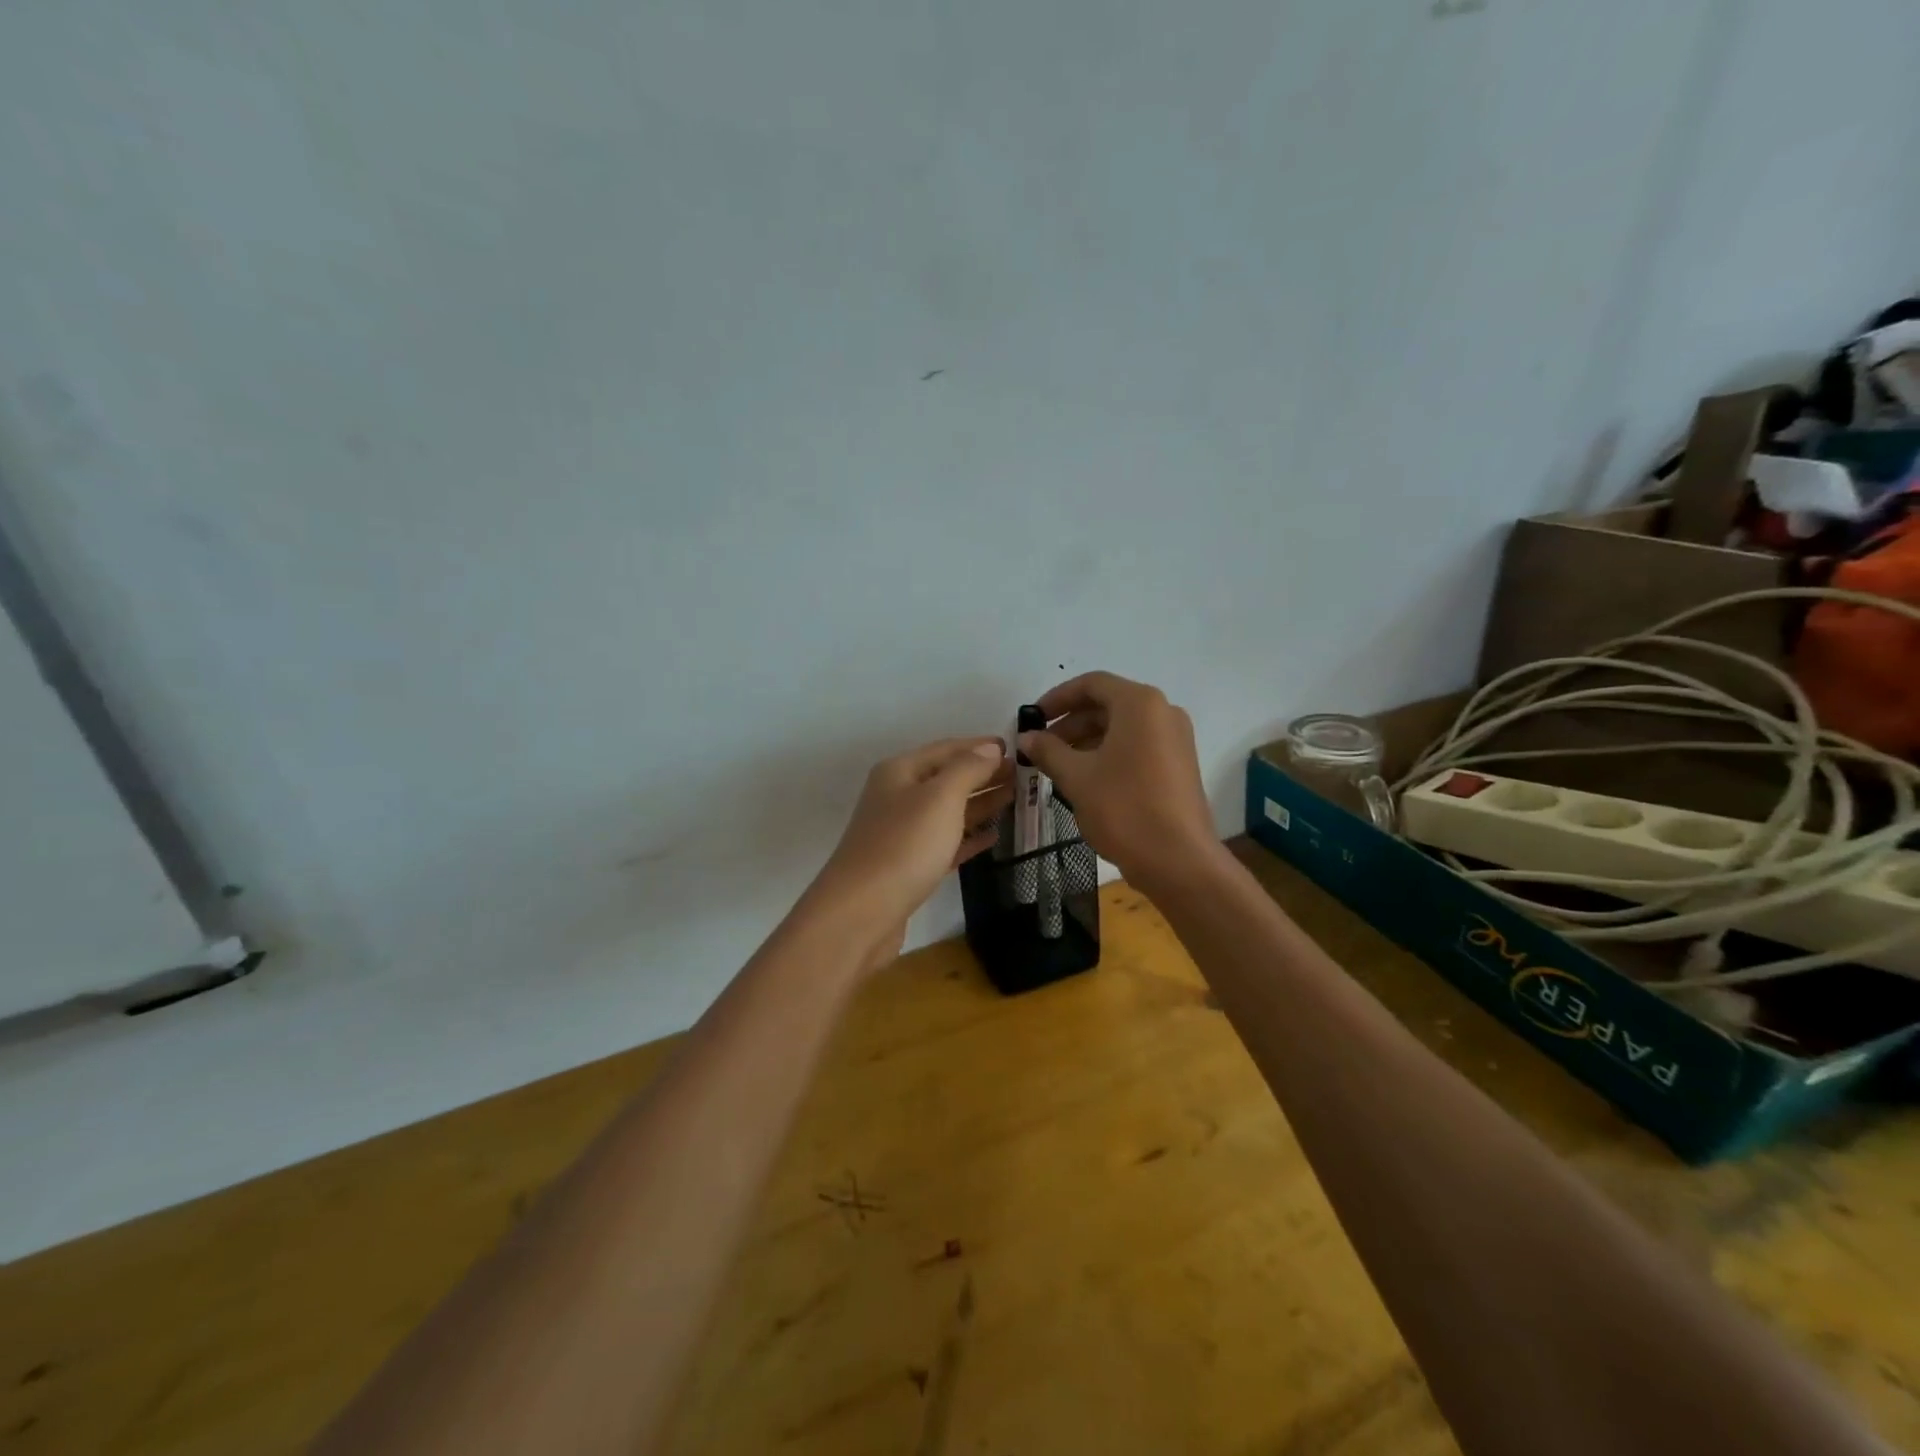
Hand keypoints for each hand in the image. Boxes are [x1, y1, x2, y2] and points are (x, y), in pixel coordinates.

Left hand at [804, 737, 1011, 972]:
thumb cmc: (904, 845)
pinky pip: (945, 843)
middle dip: (983, 774)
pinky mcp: (909, 867)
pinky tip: (993, 836)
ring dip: (980, 804)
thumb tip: (989, 748)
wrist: (861, 912)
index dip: (979, 746)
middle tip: (1022, 776)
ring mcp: (902, 833)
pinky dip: (969, 837)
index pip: (946, 748)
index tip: (1014, 749)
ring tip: (1015, 799)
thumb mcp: (941, 797)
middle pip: (947, 778)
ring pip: (948, 811)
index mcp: (900, 772)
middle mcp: (898, 797)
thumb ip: (968, 769)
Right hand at [1018, 672, 1217, 889]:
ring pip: (1122, 727)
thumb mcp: (1076, 777)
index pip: (1091, 684)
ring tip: (1057, 766)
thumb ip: (1048, 751)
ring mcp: (1175, 739)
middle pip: (1107, 704)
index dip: (1057, 698)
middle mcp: (1163, 712)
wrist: (1178, 860)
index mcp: (1140, 704)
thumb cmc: (1124, 808)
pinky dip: (1108, 753)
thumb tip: (1026, 738)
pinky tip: (1085, 779)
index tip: (1032, 718)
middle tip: (1040, 747)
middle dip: (1070, 722)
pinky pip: (1137, 746)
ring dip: (1086, 740)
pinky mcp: (1179, 765)